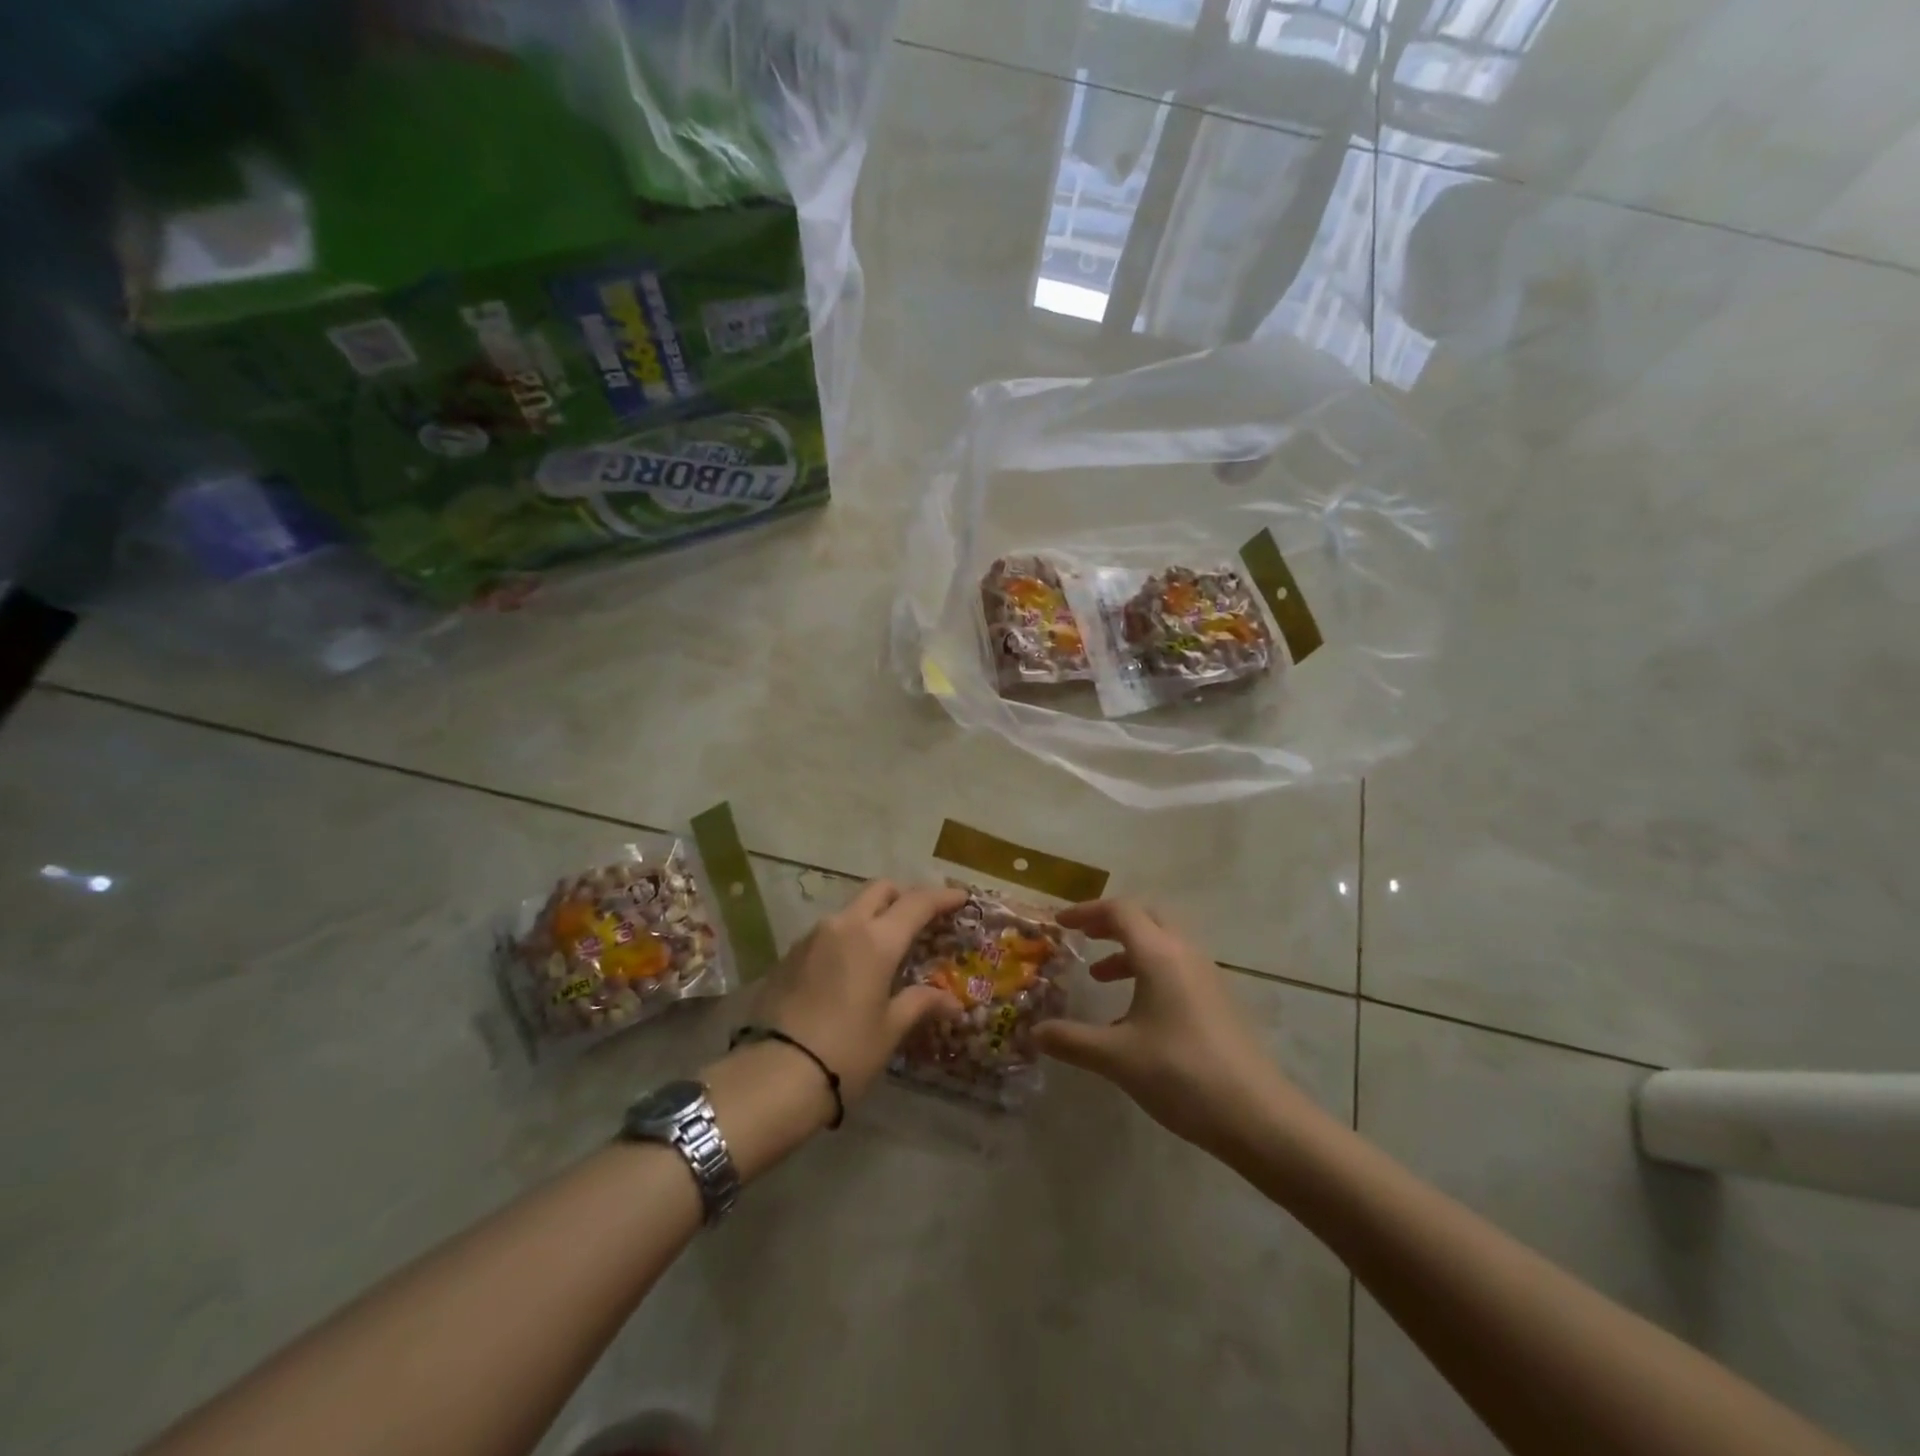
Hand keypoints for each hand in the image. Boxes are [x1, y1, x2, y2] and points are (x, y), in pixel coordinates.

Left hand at [751, 880, 966, 1104]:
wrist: (774, 1075)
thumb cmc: (845, 1052)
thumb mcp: (889, 1030)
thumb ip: (920, 1004)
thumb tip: (951, 1001)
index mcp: (877, 940)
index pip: (917, 903)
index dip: (942, 897)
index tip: (961, 897)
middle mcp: (844, 925)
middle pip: (880, 890)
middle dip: (904, 896)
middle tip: (922, 917)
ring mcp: (813, 937)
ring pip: (851, 909)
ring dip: (873, 916)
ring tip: (886, 946)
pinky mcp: (790, 954)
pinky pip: (829, 932)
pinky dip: (848, 937)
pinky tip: (851, 966)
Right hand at [1033, 899, 1294, 1150]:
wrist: (1257, 1115)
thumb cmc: (1181, 1074)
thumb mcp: (1117, 1057)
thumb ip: (1071, 1040)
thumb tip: (1034, 1032)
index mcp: (1159, 954)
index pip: (1120, 911)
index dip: (1086, 911)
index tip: (1060, 924)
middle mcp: (1185, 954)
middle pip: (1146, 918)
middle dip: (1110, 923)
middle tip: (1083, 938)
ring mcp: (1206, 976)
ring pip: (1163, 943)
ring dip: (1130, 950)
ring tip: (1099, 977)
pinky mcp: (1217, 1000)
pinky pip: (1177, 968)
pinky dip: (1149, 973)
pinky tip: (1133, 1016)